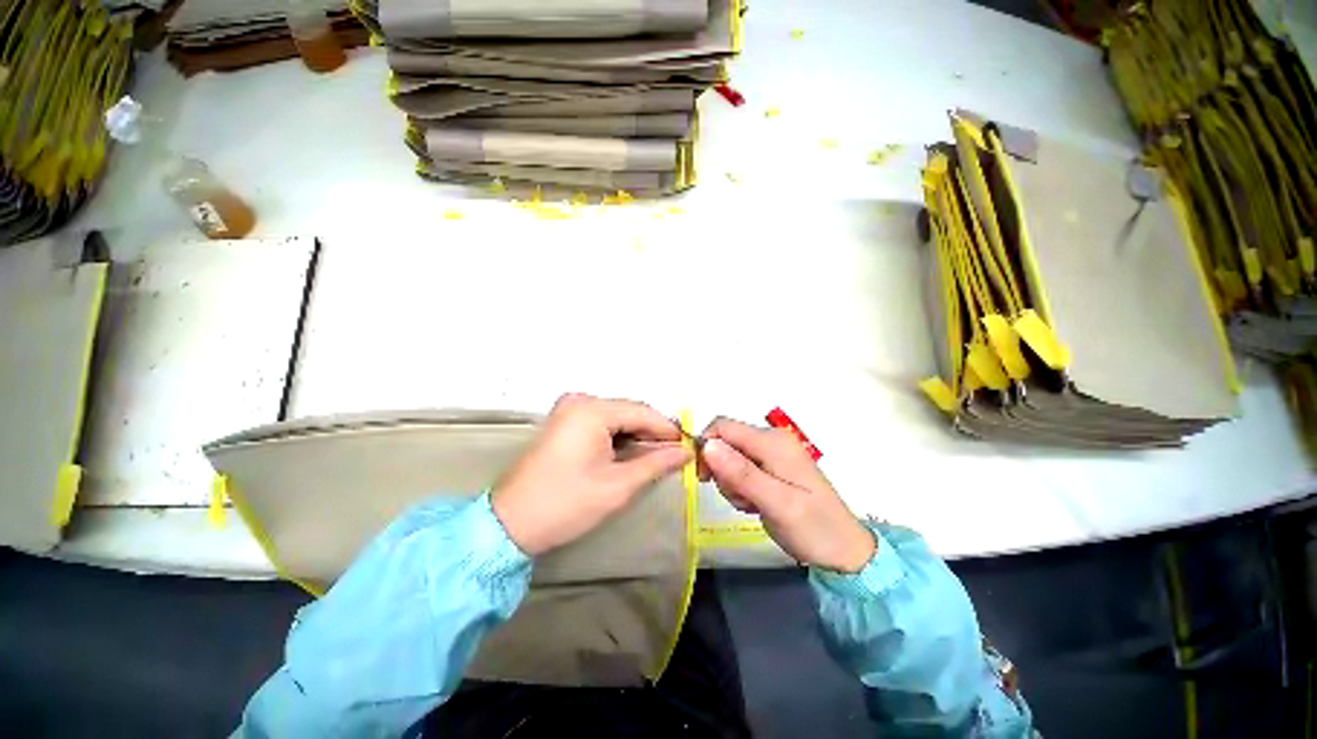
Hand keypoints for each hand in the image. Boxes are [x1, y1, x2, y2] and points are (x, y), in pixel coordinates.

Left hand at [492, 393, 691, 556]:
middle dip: (652, 433)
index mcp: (591, 410)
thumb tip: (685, 452)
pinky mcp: (563, 421)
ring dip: (637, 435)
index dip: (668, 430)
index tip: (688, 447)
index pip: (642, 412)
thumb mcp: (618, 486)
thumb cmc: (566, 504)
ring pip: (616, 417)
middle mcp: (580, 401)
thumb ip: (656, 463)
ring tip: (656, 457)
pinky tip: (630, 453)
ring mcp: (568, 409)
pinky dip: (619, 436)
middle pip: (629, 412)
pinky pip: (601, 422)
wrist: (509, 524)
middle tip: (675, 455)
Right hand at [700, 418, 875, 572]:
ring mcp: (772, 454)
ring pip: (730, 457)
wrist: (845, 551)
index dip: (706, 446)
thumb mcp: (777, 503)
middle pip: (726, 442)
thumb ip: (741, 473)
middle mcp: (771, 441)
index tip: (704, 477)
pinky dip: (740, 487)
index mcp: (773, 442)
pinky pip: (740, 469)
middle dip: (721, 469)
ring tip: (751, 503)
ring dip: (731, 482)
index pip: (723, 427)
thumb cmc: (815, 528)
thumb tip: (707, 445)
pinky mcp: (771, 468)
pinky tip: (755, 503)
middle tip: (738, 497)